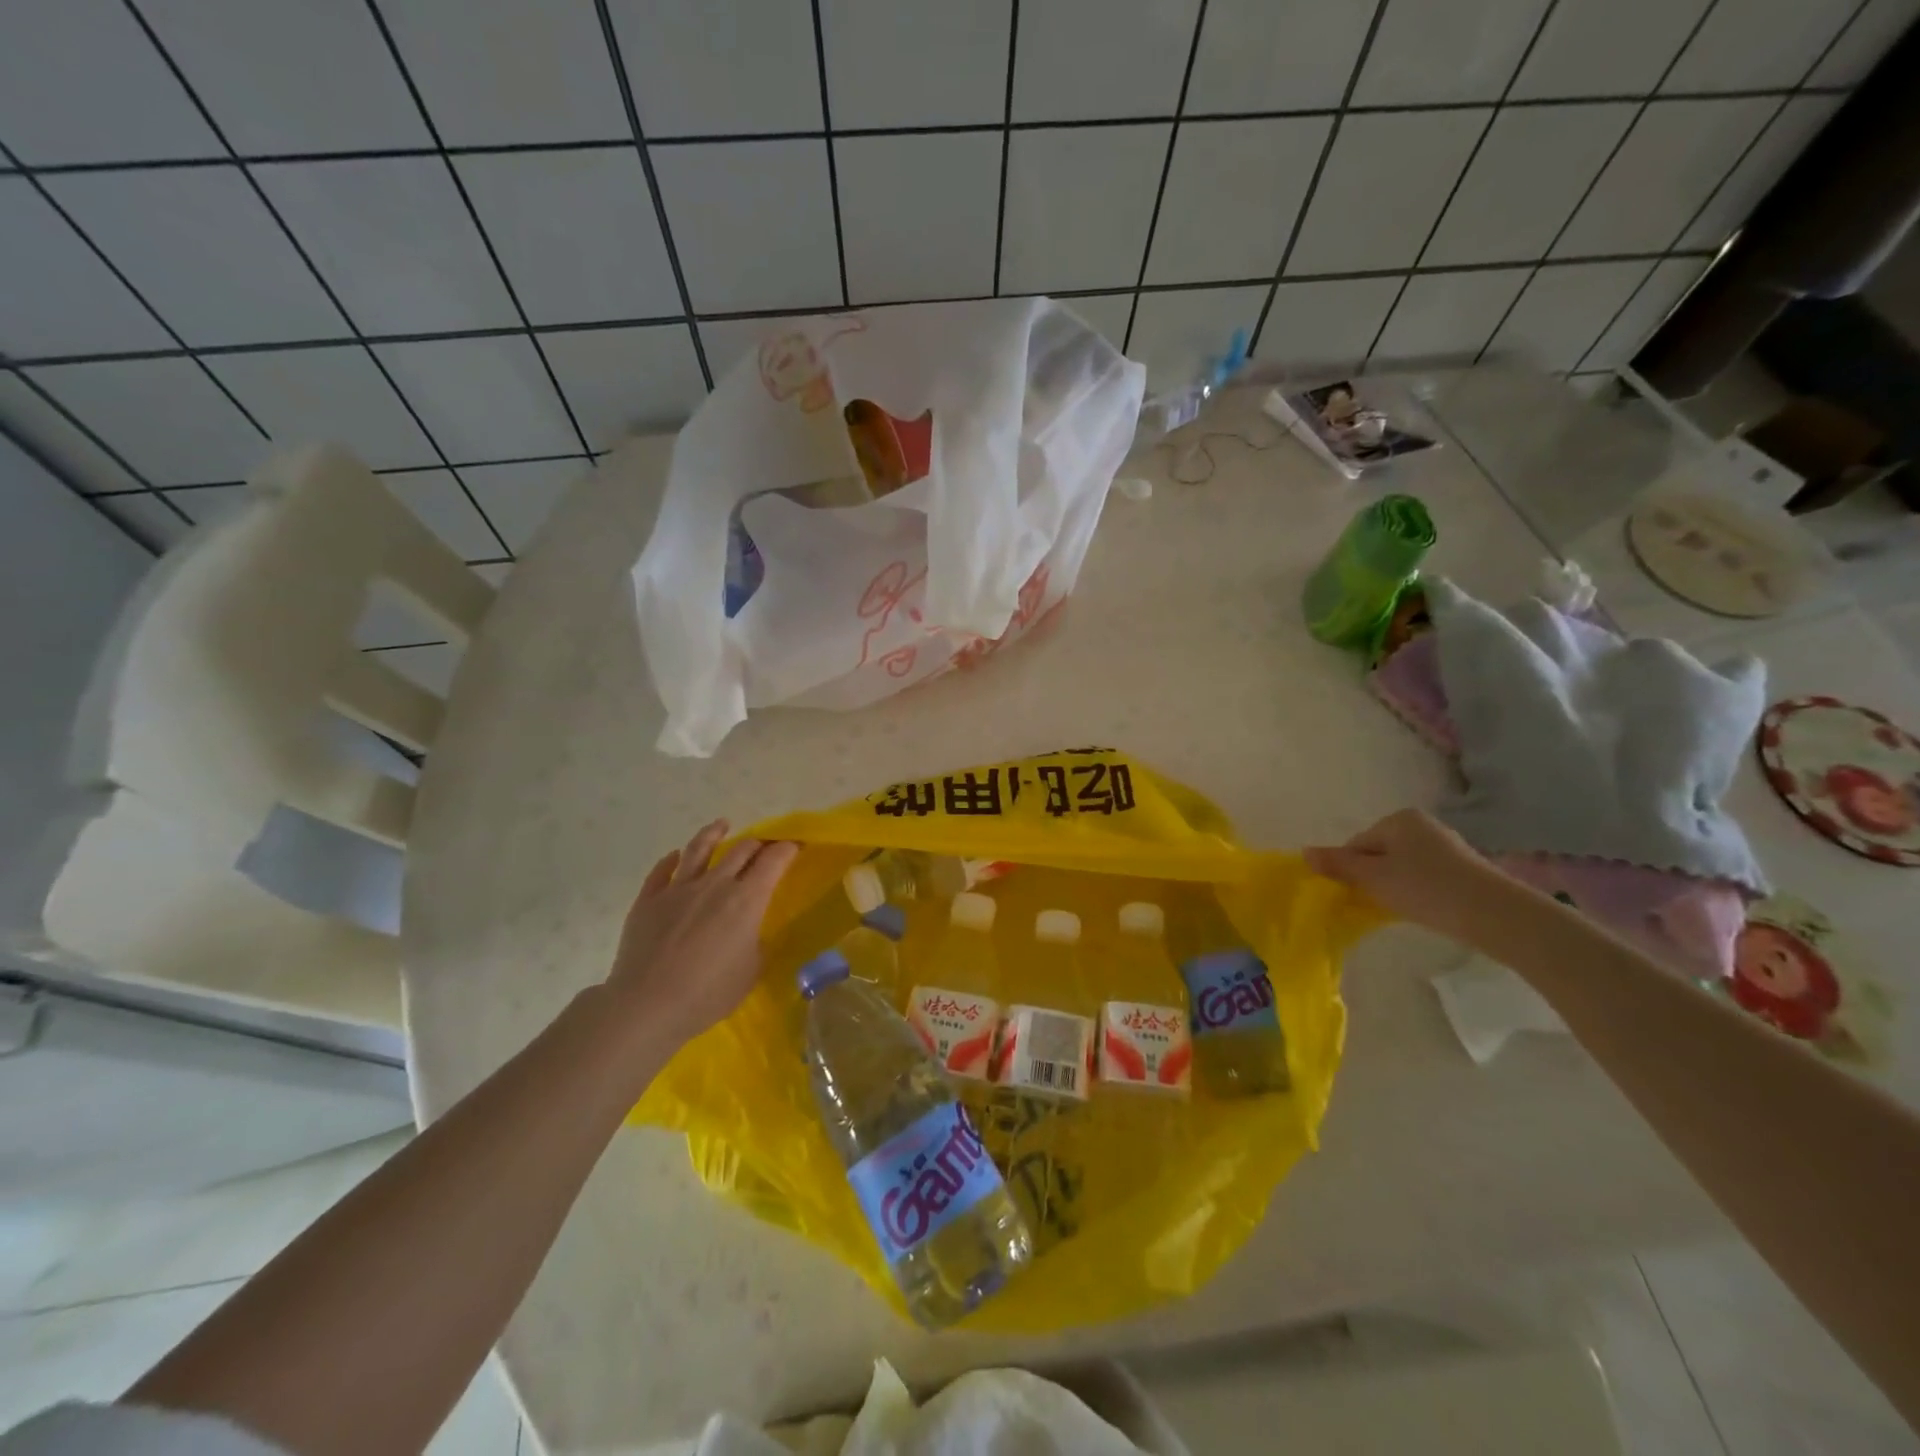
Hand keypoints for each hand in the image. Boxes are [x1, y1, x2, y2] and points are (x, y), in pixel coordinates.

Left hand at [603, 820, 799, 1050]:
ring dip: (714, 834)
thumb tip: (750, 931)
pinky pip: (662, 871)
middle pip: (741, 850)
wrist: (647, 1004)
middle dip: (757, 844)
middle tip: (764, 846)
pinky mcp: (648, 900)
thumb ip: (755, 943)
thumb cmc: (708, 993)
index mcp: (746, 899)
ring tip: (721, 825)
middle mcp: (715, 884)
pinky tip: (675, 857)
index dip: (787, 849)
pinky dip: (671, 860)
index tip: (795, 846)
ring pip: (699, 849)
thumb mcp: (751, 971)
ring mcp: (678, 889)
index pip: (774, 861)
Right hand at [1305, 809, 1506, 940]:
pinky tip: (1424, 909)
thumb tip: (1303, 852)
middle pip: (1379, 853)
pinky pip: (1426, 877)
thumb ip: (1337, 864)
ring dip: (1396, 886)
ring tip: (1402, 909)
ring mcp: (1447, 847)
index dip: (1351, 870)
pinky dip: (1419, 892)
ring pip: (1403, 867)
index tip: (1358, 893)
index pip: (1357, 844)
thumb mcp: (1372, 877)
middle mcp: (1423, 826)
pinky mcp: (1465, 870)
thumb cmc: (1425, 889)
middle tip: (1378, 903)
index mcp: (1398, 819)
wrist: (1495, 914)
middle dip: (1374, 877)